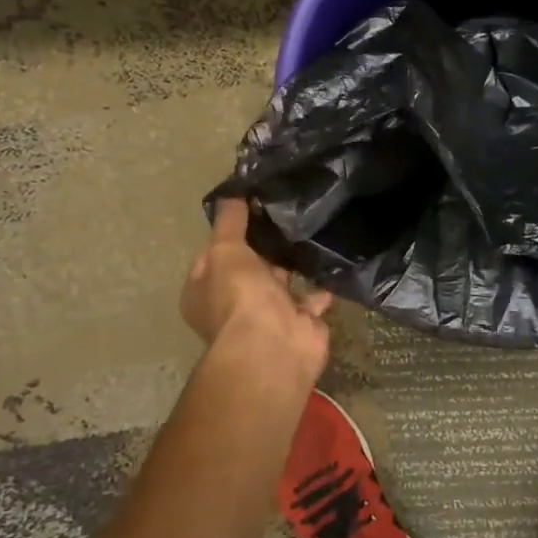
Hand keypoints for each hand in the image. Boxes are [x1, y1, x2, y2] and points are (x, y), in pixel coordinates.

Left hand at [180, 198, 333, 383]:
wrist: (274, 346)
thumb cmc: (238, 296)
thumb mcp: (225, 249)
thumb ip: (230, 221)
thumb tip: (232, 192)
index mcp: (204, 291)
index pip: (213, 255)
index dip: (229, 233)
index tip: (251, 208)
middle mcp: (233, 304)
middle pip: (249, 269)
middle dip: (266, 248)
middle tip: (288, 213)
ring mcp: (268, 315)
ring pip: (282, 283)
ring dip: (295, 264)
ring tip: (312, 230)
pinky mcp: (301, 323)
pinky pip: (312, 298)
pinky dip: (322, 283)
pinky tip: (332, 257)